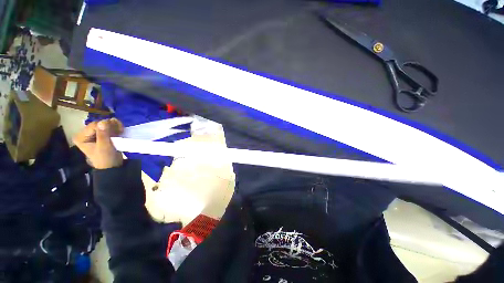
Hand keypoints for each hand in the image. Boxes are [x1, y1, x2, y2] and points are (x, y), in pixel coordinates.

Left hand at [73, 118, 123, 168]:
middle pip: (99, 123)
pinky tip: (120, 131)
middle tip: (120, 131)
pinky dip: (116, 127)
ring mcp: (94, 134)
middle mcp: (85, 133)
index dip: (106, 127)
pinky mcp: (101, 134)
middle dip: (111, 126)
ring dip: (115, 126)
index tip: (118, 131)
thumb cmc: (106, 158)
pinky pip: (108, 127)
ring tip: (121, 131)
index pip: (94, 125)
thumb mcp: (104, 147)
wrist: (112, 166)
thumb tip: (103, 122)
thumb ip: (103, 135)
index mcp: (81, 137)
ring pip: (105, 124)